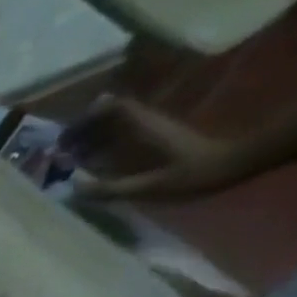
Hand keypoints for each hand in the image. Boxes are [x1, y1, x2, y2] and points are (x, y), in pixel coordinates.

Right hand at [68, 96, 253, 201]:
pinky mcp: (159, 140)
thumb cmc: (193, 175)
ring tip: (74, 160)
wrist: (234, 165)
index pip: (113, 108)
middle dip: (83, 131)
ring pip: (116, 126)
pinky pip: (125, 137)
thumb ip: (110, 189)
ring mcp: (154, 131)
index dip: (86, 119)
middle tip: (61, 153)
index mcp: (144, 128)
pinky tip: (98, 165)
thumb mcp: (149, 187)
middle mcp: (147, 124)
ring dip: (93, 139)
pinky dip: (107, 147)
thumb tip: (73, 187)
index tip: (65, 139)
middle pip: (110, 116)